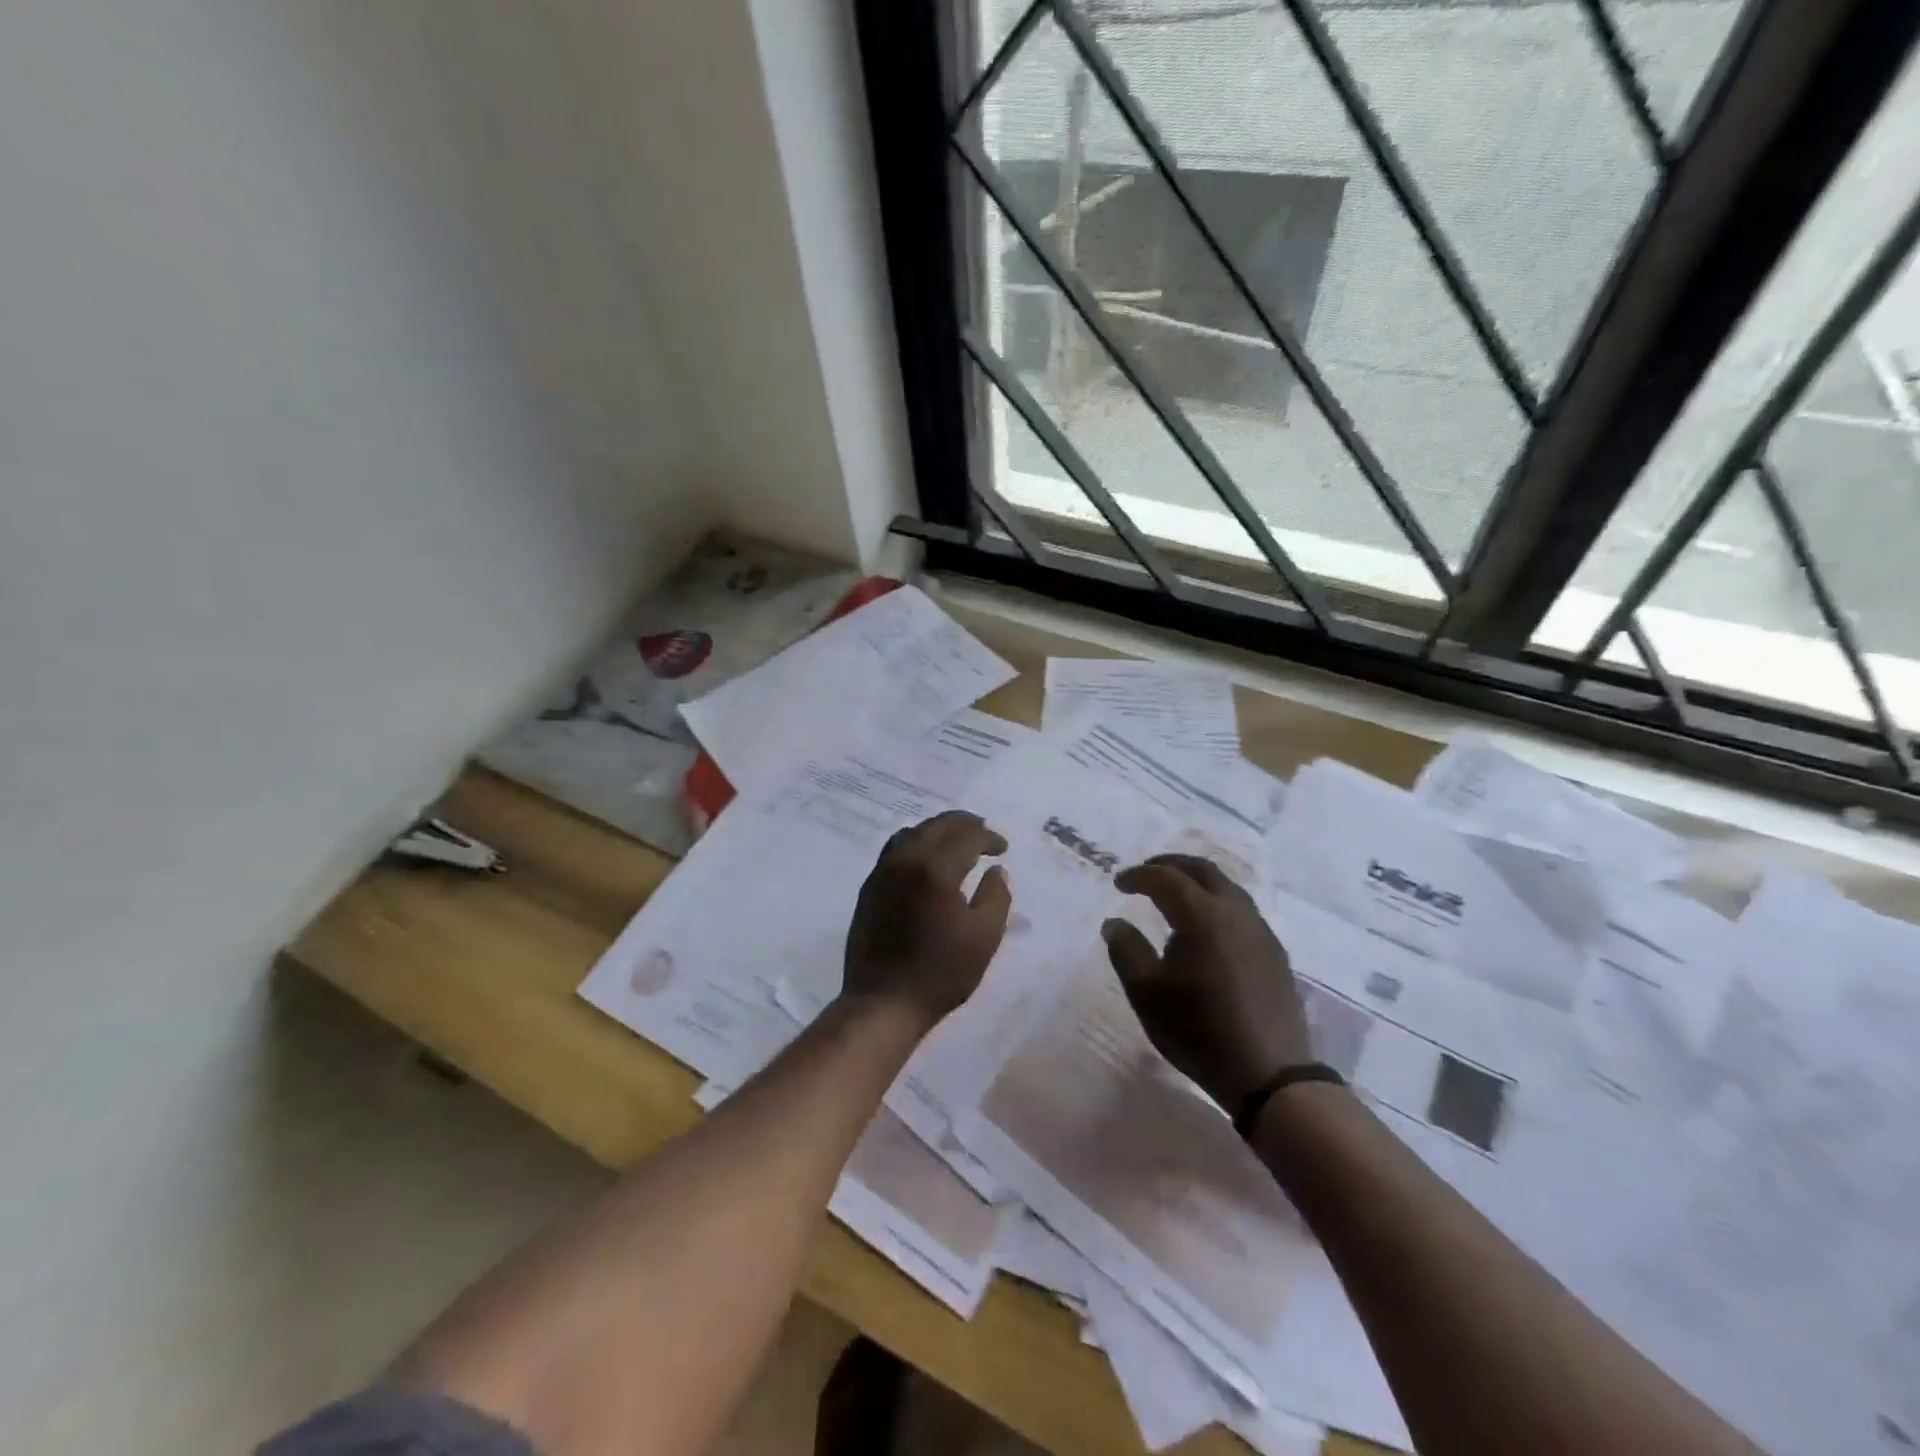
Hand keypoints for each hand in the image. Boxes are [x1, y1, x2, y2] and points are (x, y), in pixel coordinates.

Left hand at [842, 810, 1011, 1028]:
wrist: (883, 1002)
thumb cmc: (940, 973)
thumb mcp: (984, 938)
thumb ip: (996, 896)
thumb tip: (996, 870)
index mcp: (936, 869)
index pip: (967, 836)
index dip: (988, 838)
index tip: (1002, 849)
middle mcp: (906, 860)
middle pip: (937, 825)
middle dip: (964, 824)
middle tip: (983, 833)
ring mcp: (883, 872)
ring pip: (912, 833)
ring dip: (937, 830)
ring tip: (956, 841)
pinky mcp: (869, 887)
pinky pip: (894, 849)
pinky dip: (916, 843)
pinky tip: (926, 860)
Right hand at [1102, 854, 1311, 1110]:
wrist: (1268, 1074)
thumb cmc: (1198, 1030)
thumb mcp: (1146, 993)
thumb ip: (1126, 950)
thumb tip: (1114, 923)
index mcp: (1202, 915)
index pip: (1166, 878)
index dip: (1139, 875)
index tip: (1119, 883)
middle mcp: (1235, 912)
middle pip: (1202, 870)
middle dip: (1171, 865)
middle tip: (1146, 873)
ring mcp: (1260, 931)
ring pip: (1226, 887)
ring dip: (1196, 882)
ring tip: (1174, 896)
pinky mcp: (1274, 952)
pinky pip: (1241, 910)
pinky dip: (1216, 903)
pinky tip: (1205, 928)